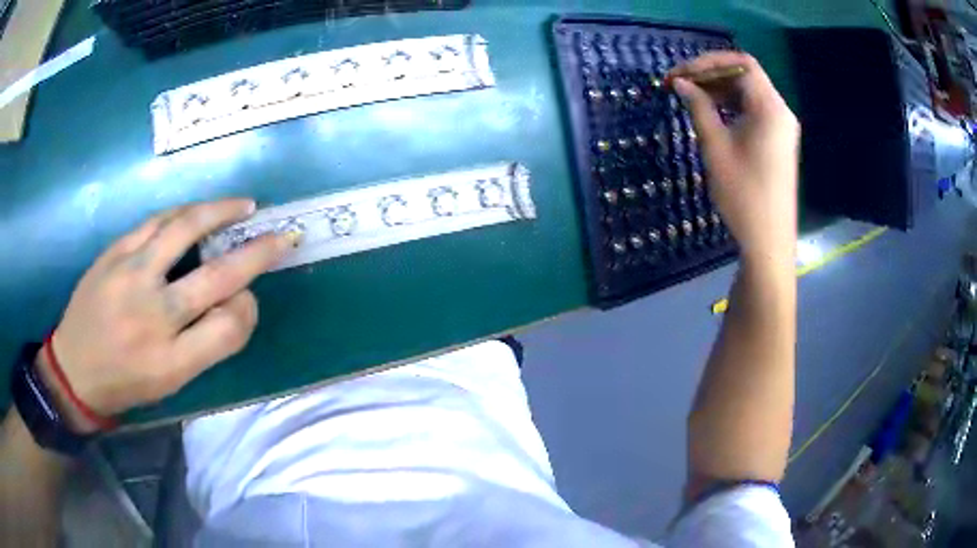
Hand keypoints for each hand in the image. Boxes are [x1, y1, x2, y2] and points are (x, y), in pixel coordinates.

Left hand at [38, 199, 293, 431]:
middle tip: (280, 235)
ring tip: (242, 205)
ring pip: (185, 230)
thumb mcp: (170, 382)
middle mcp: (154, 316)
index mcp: (172, 361)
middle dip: (257, 252)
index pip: (230, 327)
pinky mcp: (114, 253)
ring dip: (220, 212)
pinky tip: (197, 209)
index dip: (248, 309)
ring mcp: (131, 276)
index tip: (248, 300)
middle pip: (217, 276)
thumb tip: (234, 300)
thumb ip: (205, 344)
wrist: (74, 369)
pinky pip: (156, 222)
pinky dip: (183, 212)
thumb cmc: (126, 382)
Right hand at [670, 52, 799, 266]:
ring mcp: (781, 126)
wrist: (769, 241)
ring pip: (749, 93)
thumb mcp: (716, 147)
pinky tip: (712, 114)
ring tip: (691, 98)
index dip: (709, 62)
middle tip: (680, 85)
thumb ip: (699, 108)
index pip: (742, 64)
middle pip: (746, 76)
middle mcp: (780, 111)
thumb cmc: (743, 195)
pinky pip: (754, 110)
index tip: (681, 74)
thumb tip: (681, 83)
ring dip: (720, 90)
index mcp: (770, 108)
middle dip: (711, 74)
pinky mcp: (778, 140)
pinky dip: (732, 105)